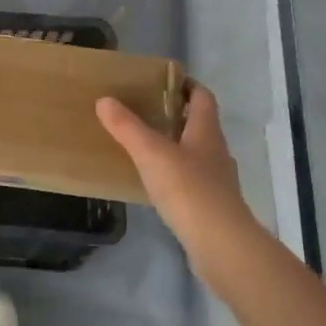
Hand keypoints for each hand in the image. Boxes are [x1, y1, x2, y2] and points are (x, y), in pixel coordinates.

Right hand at [97, 82, 260, 267]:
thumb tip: (104, 100)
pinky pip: (191, 180)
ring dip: (174, 145)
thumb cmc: (189, 189)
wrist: (221, 244)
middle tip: (144, 111)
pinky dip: (174, 174)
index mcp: (206, 131)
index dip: (187, 85)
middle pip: (199, 124)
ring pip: (195, 153)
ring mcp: (217, 180)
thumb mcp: (151, 153)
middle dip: (175, 115)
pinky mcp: (211, 206)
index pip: (203, 97)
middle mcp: (216, 151)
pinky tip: (154, 182)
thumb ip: (127, 127)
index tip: (163, 81)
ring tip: (143, 145)